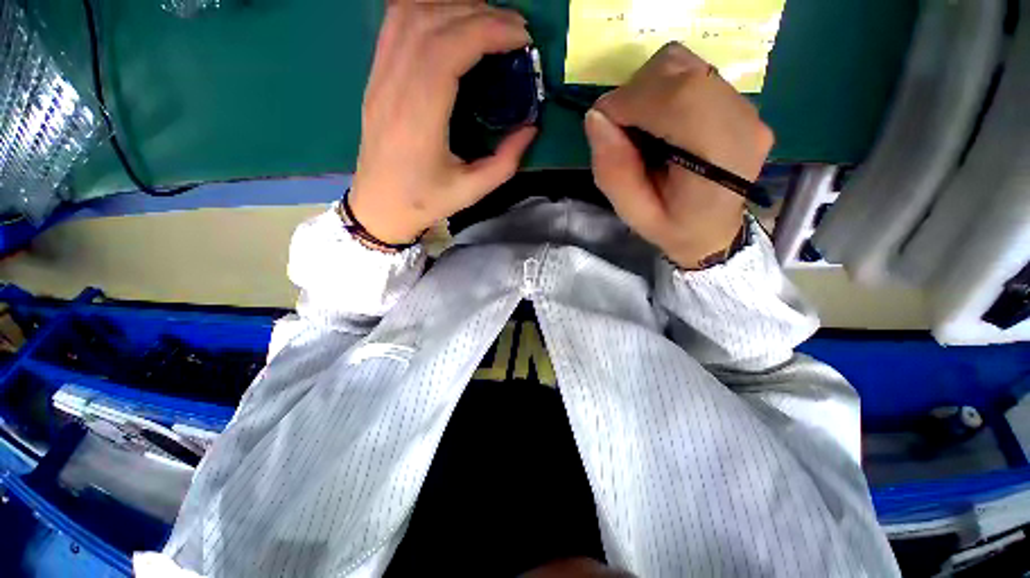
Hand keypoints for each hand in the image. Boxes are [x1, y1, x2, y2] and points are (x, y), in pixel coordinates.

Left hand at [349, 1, 537, 244]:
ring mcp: (379, 78)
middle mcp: (394, 87)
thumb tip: (531, 128)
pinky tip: (451, 21)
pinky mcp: (375, 76)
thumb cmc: (424, 202)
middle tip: (514, 28)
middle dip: (479, 13)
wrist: (378, 206)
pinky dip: (427, 10)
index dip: (488, 31)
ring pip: (409, 13)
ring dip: (453, 6)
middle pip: (431, 22)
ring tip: (488, 21)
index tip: (522, 37)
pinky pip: (395, 24)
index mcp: (419, 119)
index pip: (448, 49)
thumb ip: (505, 161)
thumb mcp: (472, 191)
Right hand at [583, 42, 773, 268]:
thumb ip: (614, 171)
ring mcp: (746, 106)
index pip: (678, 98)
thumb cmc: (674, 229)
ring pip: (685, 64)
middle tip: (620, 131)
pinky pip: (693, 73)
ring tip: (639, 127)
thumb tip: (595, 117)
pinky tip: (659, 122)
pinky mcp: (739, 100)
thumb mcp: (634, 214)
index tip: (602, 123)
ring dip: (647, 89)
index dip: (630, 101)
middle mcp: (742, 120)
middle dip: (635, 93)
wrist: (715, 231)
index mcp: (721, 156)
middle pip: (680, 71)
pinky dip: (662, 89)